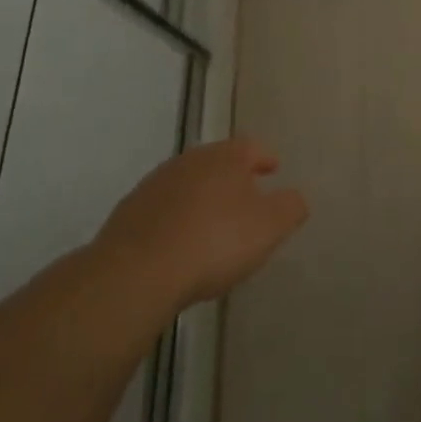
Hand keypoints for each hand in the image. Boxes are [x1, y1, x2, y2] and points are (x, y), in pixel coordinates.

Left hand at [94, 138, 308, 311]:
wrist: (135, 275)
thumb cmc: (214, 242)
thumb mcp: (270, 227)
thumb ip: (291, 207)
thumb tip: (295, 197)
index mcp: (225, 157)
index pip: (251, 146)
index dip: (265, 157)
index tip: (273, 169)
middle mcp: (188, 162)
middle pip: (216, 162)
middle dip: (232, 177)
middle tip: (246, 197)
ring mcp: (152, 187)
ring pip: (186, 185)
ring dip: (201, 198)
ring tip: (212, 225)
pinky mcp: (126, 216)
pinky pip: (161, 212)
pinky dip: (174, 221)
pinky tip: (179, 245)